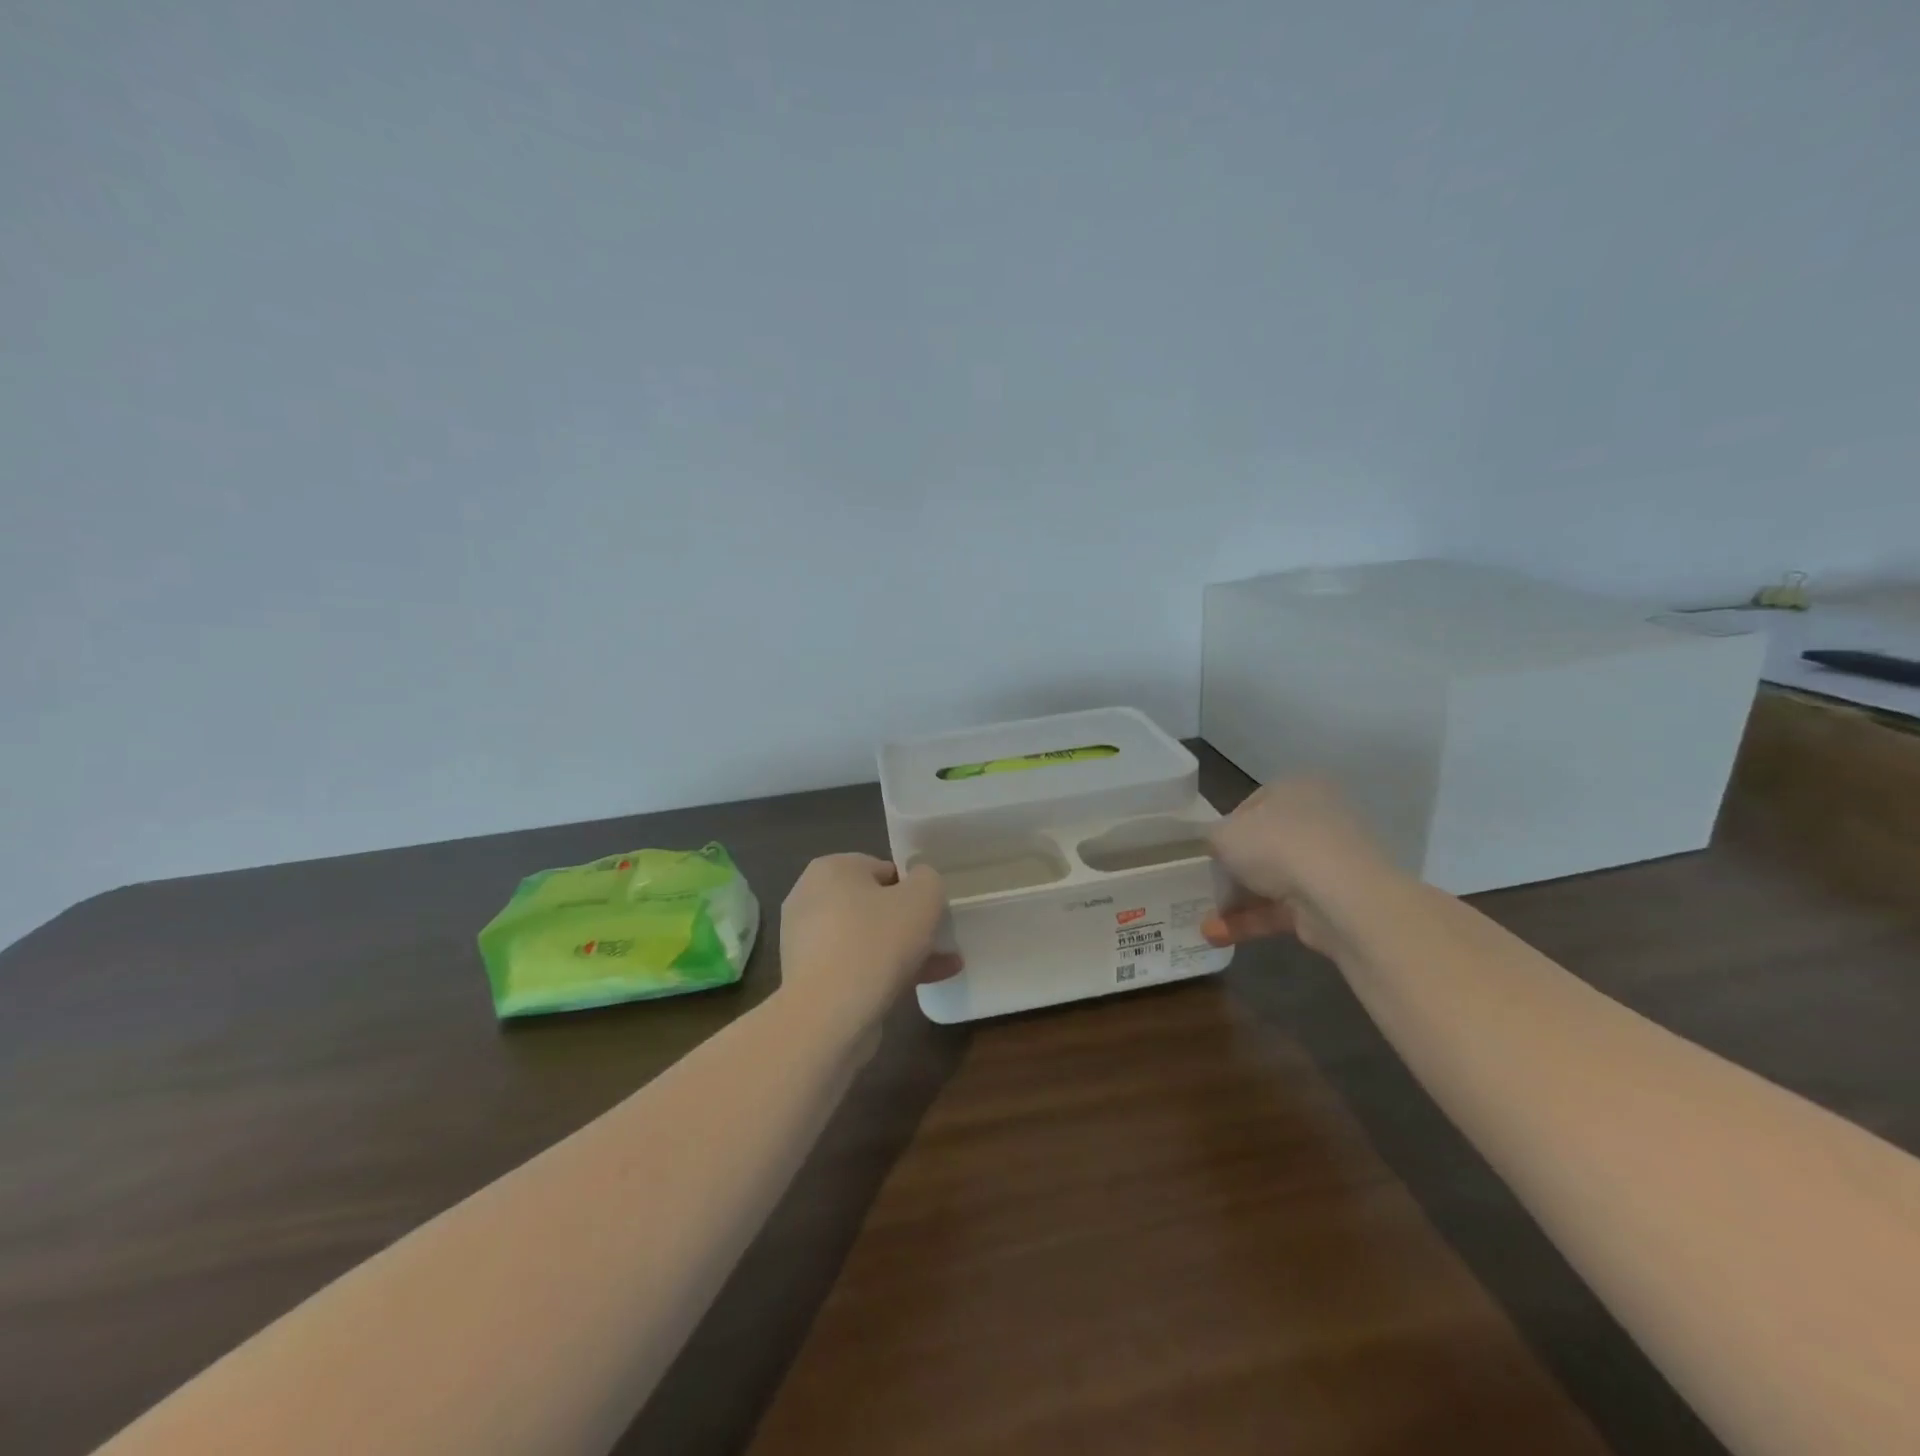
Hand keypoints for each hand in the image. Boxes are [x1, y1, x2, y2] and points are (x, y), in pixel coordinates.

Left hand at [779, 855, 961, 1028]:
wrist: (828, 1016)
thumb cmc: (876, 942)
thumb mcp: (923, 897)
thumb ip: (928, 880)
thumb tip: (919, 883)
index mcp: (830, 869)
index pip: (882, 869)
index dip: (913, 888)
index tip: (933, 911)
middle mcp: (810, 898)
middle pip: (873, 905)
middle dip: (909, 922)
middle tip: (938, 938)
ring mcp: (806, 941)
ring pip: (867, 939)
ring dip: (903, 950)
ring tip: (943, 965)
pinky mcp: (809, 979)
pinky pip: (855, 966)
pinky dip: (884, 972)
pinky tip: (921, 986)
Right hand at [1202, 779, 1390, 953]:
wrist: (1341, 896)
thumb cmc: (1278, 845)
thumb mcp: (1224, 833)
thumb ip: (1213, 838)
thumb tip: (1216, 847)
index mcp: (1297, 788)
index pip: (1253, 806)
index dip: (1226, 830)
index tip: (1209, 852)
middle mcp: (1320, 819)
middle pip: (1265, 846)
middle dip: (1232, 872)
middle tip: (1207, 887)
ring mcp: (1331, 863)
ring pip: (1274, 880)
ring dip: (1237, 902)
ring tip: (1204, 923)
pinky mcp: (1334, 901)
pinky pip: (1285, 908)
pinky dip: (1253, 921)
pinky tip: (1219, 935)